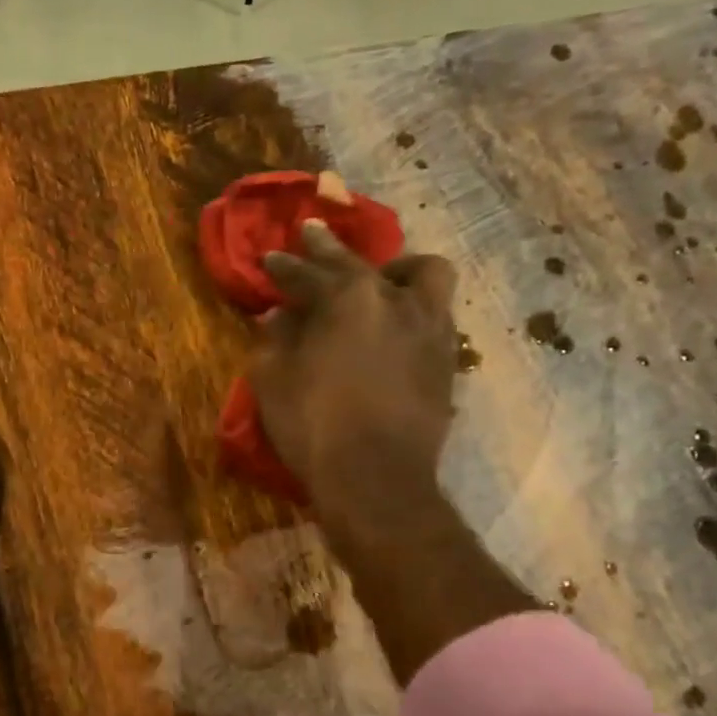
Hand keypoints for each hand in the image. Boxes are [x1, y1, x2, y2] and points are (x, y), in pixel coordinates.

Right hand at [249, 219, 457, 534]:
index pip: (308, 273)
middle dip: (329, 249)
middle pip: (361, 263)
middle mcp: (396, 301)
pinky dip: (413, 307)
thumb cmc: (316, 427)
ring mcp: (430, 328)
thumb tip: (278, 316)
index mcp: (348, 300)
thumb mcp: (274, 381)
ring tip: (378, 280)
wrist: (377, 480)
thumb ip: (275, 340)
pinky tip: (398, 321)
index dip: (284, 267)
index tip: (269, 258)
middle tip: (310, 235)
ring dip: (395, 271)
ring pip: (424, 276)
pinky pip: (436, 314)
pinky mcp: (447, 360)